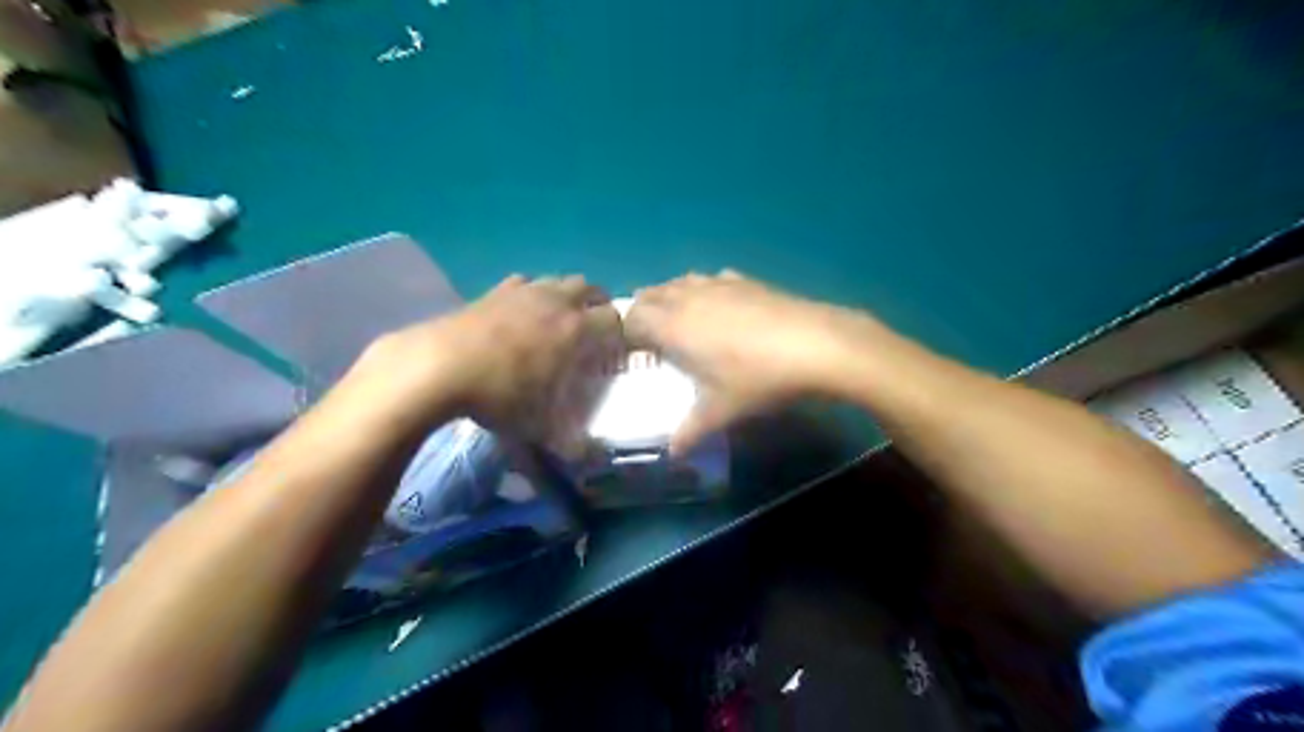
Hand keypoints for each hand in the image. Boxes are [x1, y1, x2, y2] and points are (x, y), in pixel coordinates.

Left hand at [352, 275, 625, 446]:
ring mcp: (524, 291)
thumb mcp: (540, 429)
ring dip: (568, 296)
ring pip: (560, 280)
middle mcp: (557, 302)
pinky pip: (526, 282)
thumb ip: (573, 445)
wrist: (437, 367)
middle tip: (592, 332)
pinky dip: (533, 294)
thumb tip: (592, 459)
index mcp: (576, 330)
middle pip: (592, 289)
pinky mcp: (495, 290)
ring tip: (559, 321)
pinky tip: (521, 314)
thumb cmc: (500, 397)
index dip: (619, 335)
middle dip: (599, 306)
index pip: (615, 320)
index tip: (612, 353)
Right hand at [623, 270, 886, 451]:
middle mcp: (688, 298)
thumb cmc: (757, 379)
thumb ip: (690, 431)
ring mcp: (718, 284)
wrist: (815, 345)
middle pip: (650, 294)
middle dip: (642, 312)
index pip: (631, 319)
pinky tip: (717, 306)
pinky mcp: (745, 280)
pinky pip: (709, 279)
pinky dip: (701, 290)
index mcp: (672, 326)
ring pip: (679, 282)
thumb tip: (673, 453)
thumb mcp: (720, 411)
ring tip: (678, 320)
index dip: (625, 333)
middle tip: (650, 339)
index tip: (632, 353)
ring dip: (669, 297)